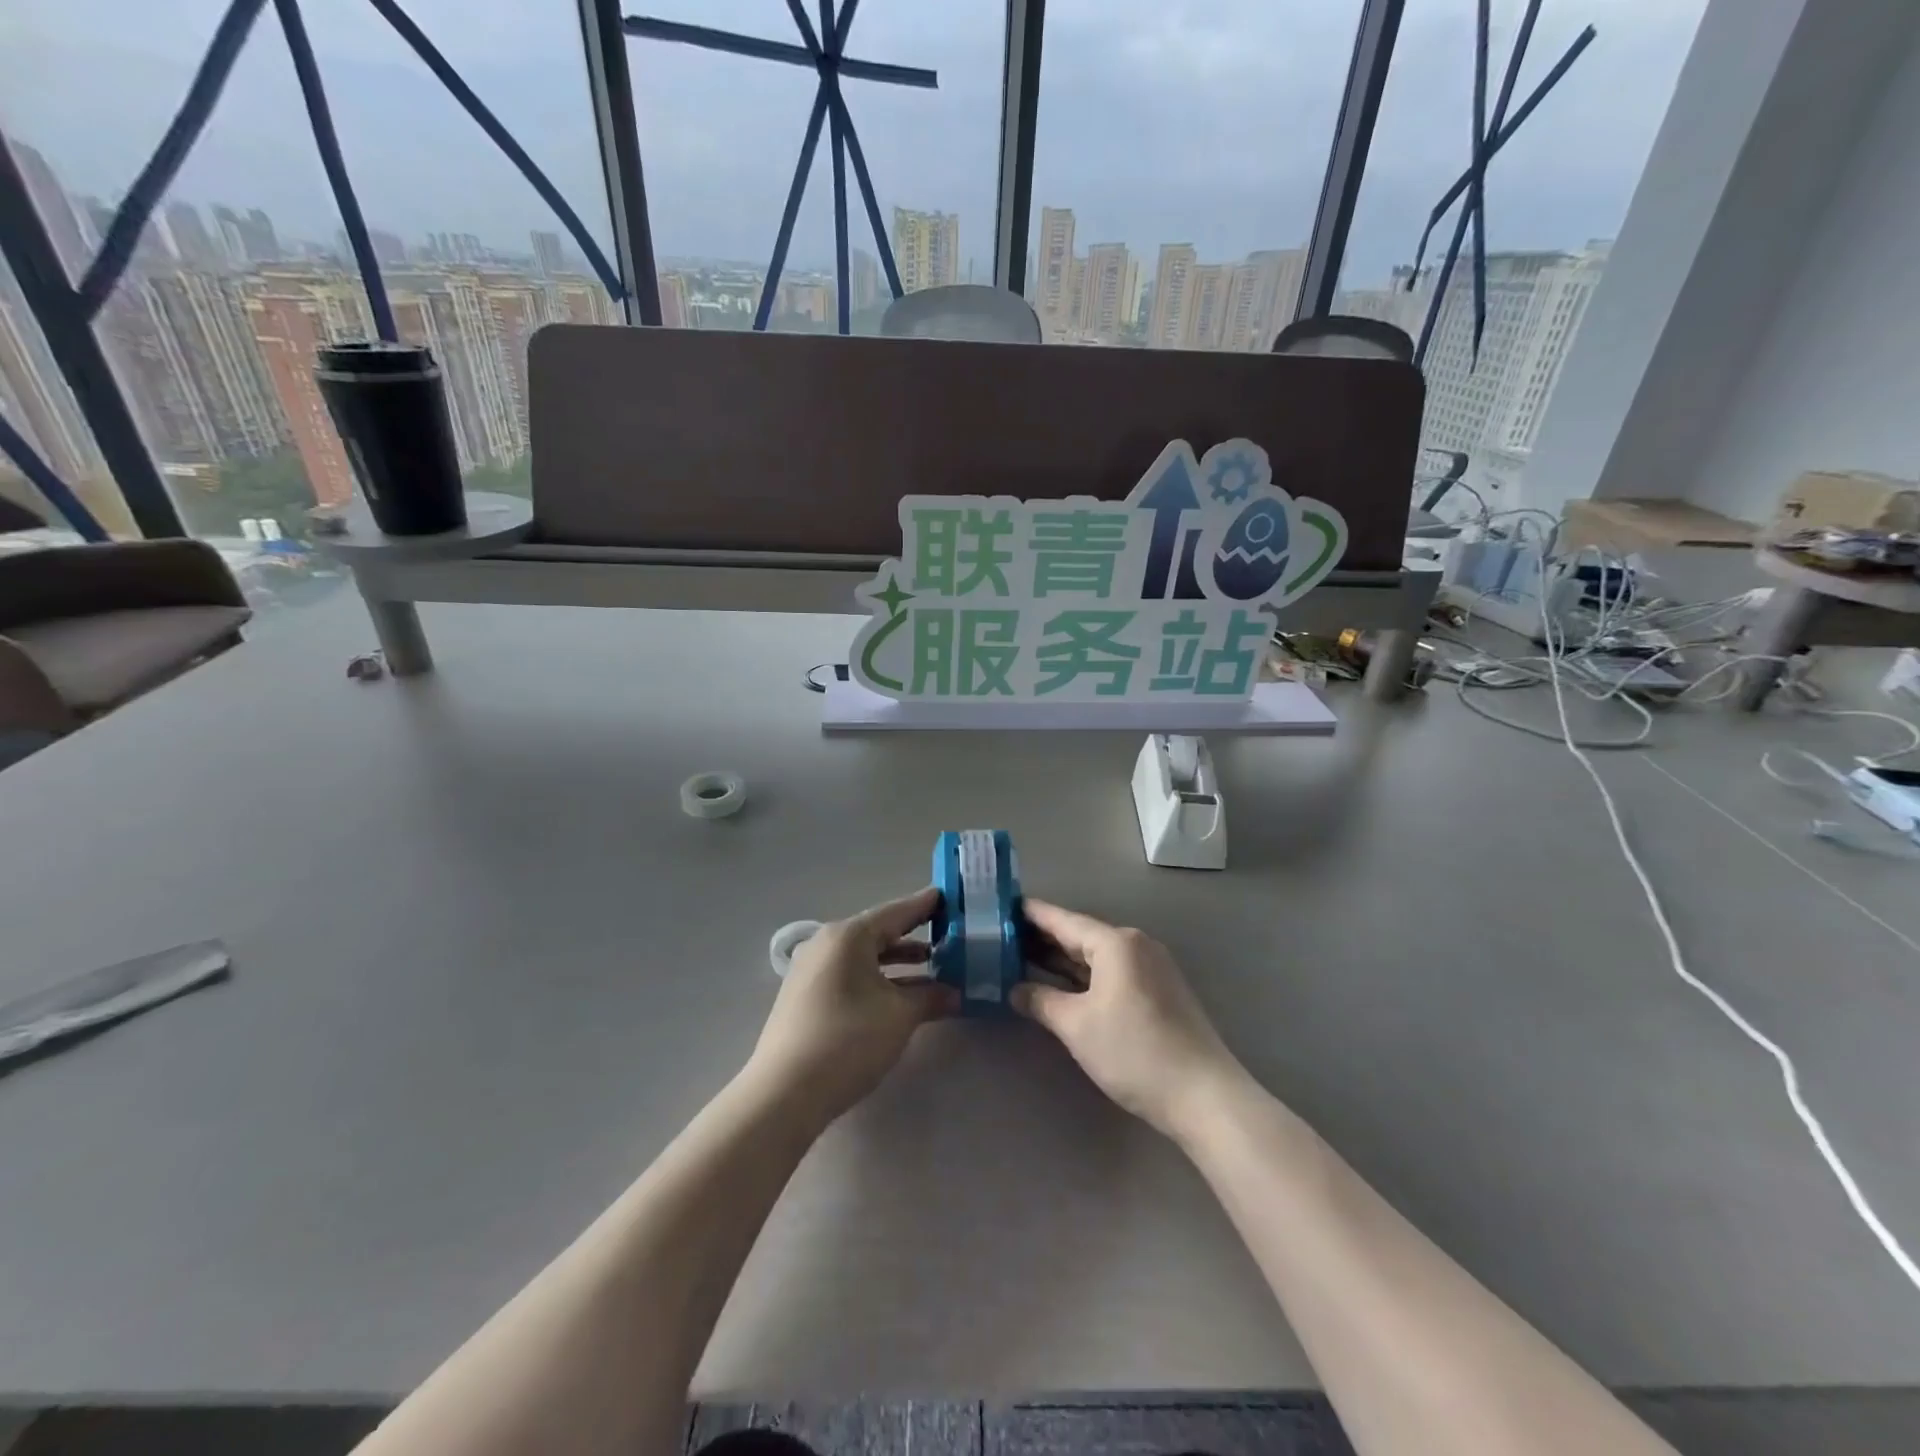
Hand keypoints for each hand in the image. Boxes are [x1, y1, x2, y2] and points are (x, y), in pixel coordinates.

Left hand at [745, 887, 958, 1129]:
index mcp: (848, 936)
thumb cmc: (848, 1040)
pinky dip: (878, 979)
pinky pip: (851, 975)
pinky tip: (900, 995)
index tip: (950, 897)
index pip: (896, 912)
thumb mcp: (900, 1016)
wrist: (784, 1093)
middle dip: (914, 937)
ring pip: (865, 957)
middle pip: (879, 933)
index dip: (925, 906)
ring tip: (934, 968)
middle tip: (949, 935)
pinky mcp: (806, 996)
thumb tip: (955, 993)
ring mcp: (812, 970)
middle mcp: (826, 944)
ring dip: (899, 963)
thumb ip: (931, 996)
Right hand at [1012, 899, 1245, 1140]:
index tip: (1000, 907)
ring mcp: (1151, 967)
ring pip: (1097, 955)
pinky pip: (1112, 971)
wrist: (1204, 1095)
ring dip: (1063, 959)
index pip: (1063, 920)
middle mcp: (1135, 945)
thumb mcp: (1077, 1026)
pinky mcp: (1159, 991)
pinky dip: (1084, 975)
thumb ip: (1041, 1001)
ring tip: (1023, 958)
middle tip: (1002, 937)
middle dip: (1043, 938)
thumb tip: (1015, 990)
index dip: (1030, 914)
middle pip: (1080, 935)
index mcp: (1116, 943)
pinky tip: (1062, 984)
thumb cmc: (1134, 1052)